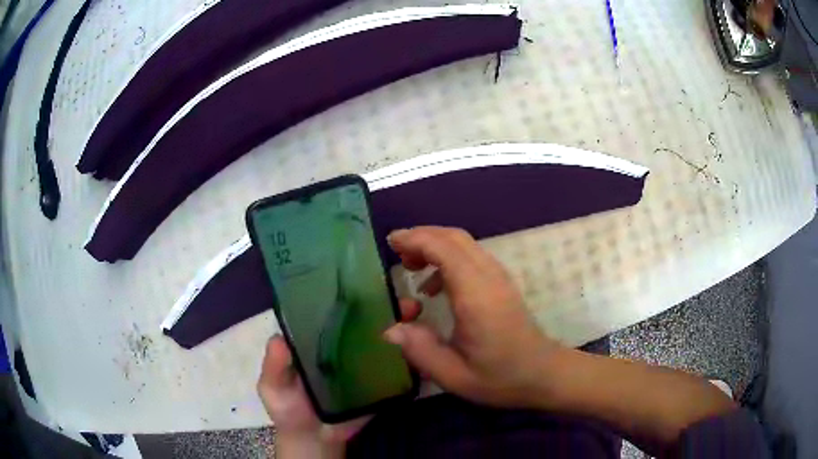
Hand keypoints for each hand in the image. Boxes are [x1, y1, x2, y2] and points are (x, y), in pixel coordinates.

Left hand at [257, 300, 422, 454]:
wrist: (316, 440)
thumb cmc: (290, 409)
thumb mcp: (273, 387)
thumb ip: (275, 366)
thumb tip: (279, 338)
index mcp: (317, 340)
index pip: (334, 311)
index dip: (350, 295)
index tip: (369, 281)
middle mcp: (342, 345)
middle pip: (366, 320)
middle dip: (386, 306)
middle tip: (405, 302)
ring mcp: (363, 363)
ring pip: (385, 338)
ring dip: (403, 324)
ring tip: (417, 315)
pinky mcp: (379, 382)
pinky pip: (396, 365)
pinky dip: (410, 354)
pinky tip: (424, 344)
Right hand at [383, 226, 564, 408]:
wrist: (543, 373)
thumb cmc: (500, 377)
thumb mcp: (454, 375)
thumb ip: (420, 350)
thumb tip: (390, 330)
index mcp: (476, 296)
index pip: (444, 249)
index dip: (415, 240)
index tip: (390, 244)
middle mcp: (489, 277)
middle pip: (454, 237)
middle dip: (422, 237)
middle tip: (397, 255)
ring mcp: (499, 277)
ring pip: (464, 243)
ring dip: (435, 245)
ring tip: (412, 268)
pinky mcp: (502, 283)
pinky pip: (471, 256)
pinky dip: (448, 258)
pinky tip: (436, 288)